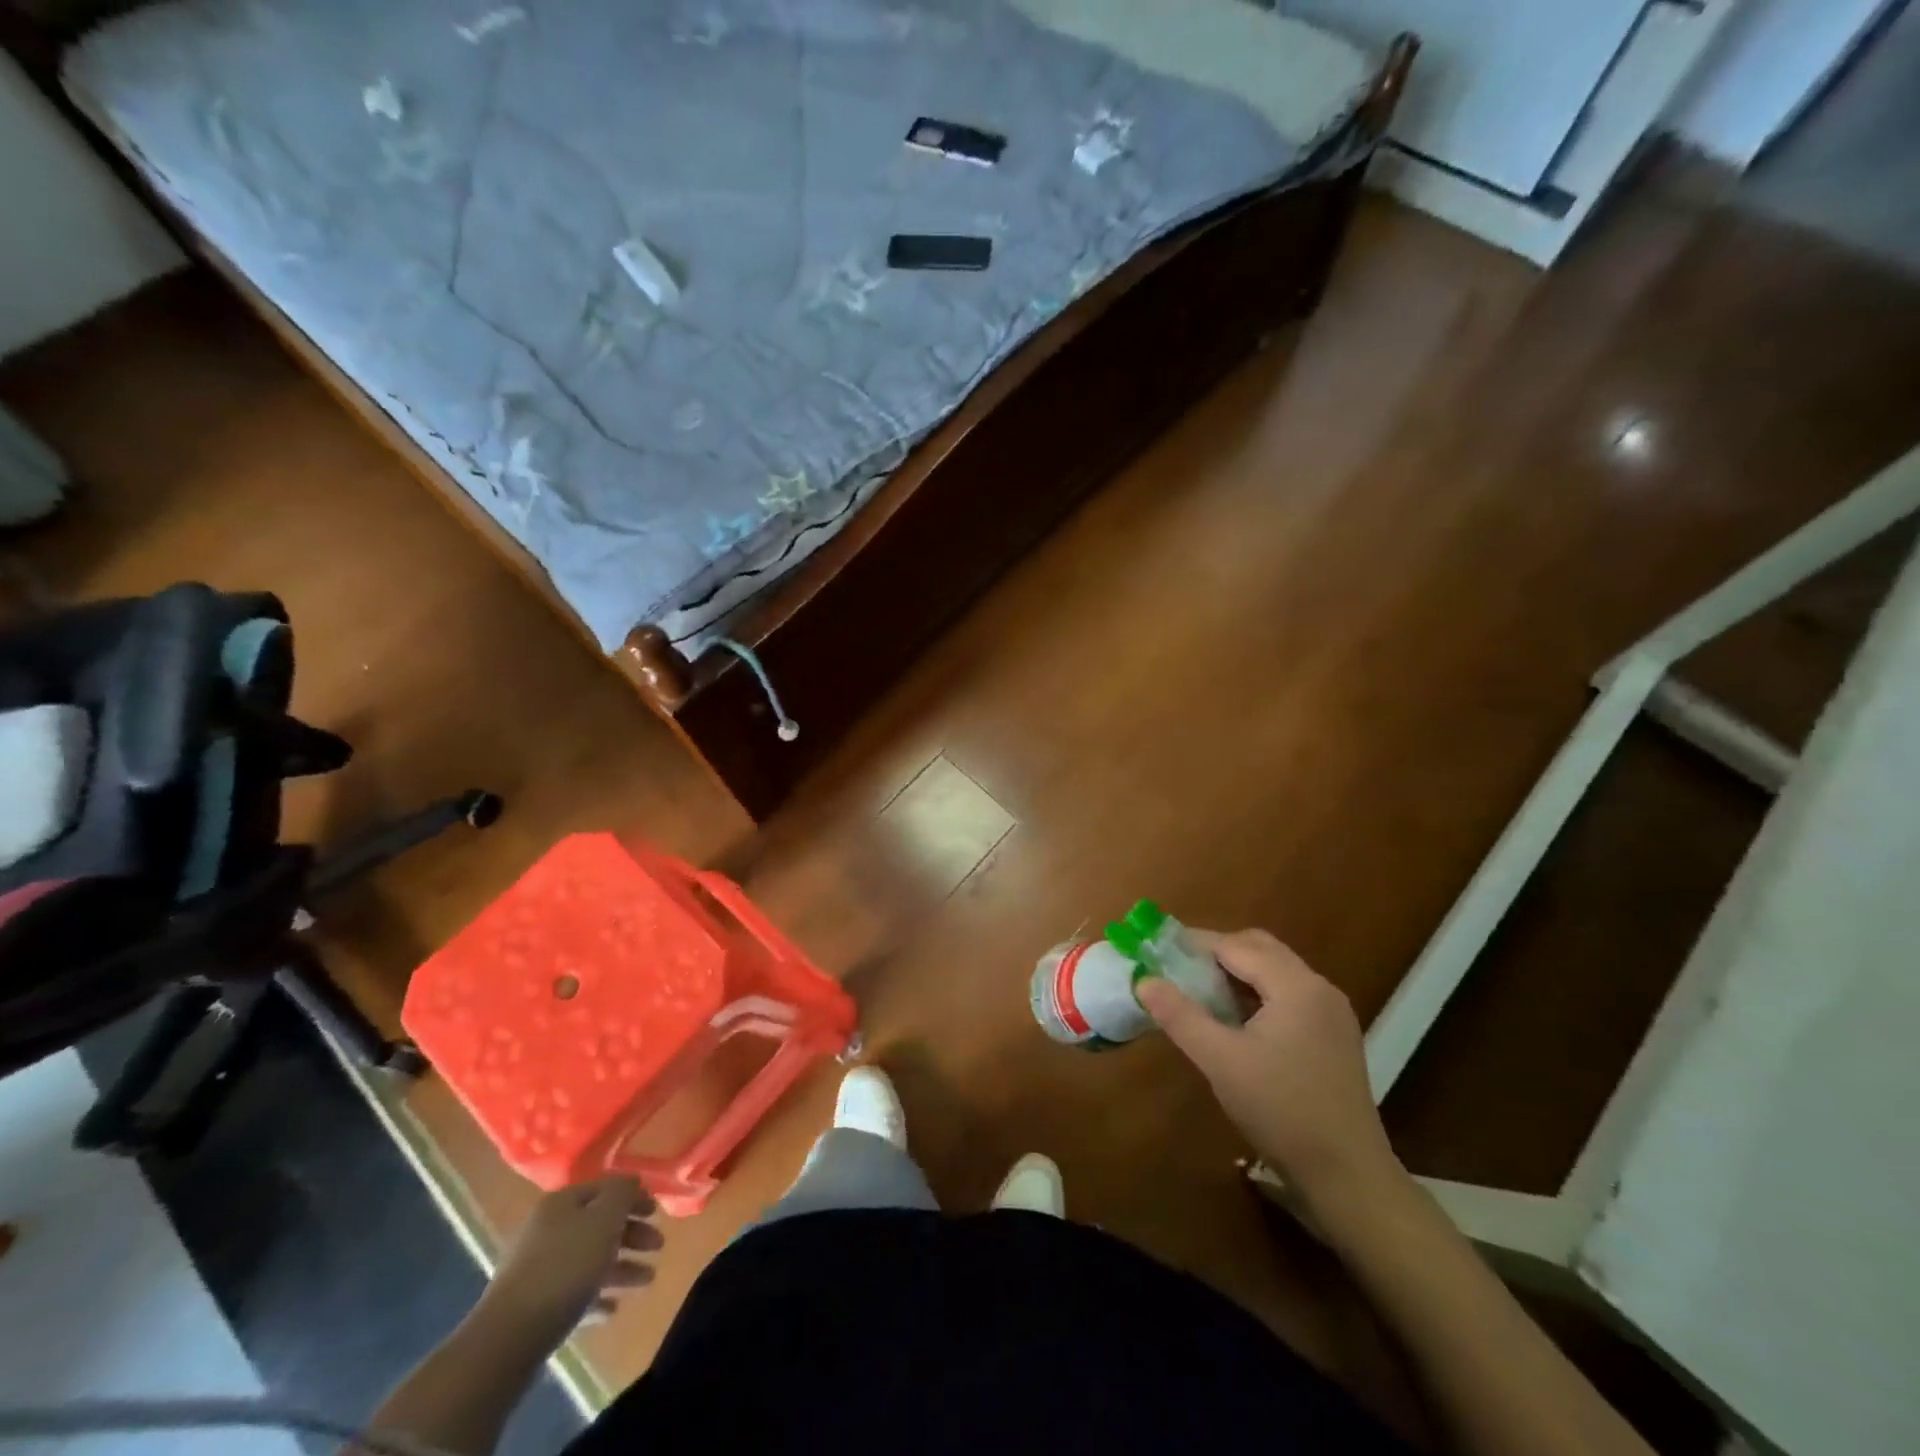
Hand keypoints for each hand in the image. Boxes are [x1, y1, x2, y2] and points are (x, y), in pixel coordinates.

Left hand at [486, 1176, 662, 1343]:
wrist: (507, 1340)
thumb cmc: (565, 1268)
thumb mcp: (604, 1219)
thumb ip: (623, 1194)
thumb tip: (631, 1183)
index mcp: (561, 1203)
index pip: (606, 1187)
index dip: (634, 1196)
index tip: (658, 1212)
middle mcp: (548, 1229)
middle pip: (599, 1224)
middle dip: (632, 1234)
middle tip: (658, 1246)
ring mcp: (538, 1269)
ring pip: (590, 1259)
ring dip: (622, 1267)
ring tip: (648, 1281)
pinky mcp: (534, 1306)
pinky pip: (574, 1293)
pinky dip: (597, 1296)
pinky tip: (613, 1309)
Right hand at [1136, 929, 1399, 1210]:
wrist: (1348, 1177)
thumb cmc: (1281, 1111)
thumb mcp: (1221, 1061)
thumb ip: (1180, 1016)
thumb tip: (1144, 980)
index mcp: (1296, 986)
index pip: (1236, 946)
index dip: (1195, 944)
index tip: (1159, 951)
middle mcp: (1319, 988)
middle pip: (1260, 949)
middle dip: (1217, 952)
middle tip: (1178, 968)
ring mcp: (1332, 1013)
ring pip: (1276, 972)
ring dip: (1238, 973)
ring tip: (1199, 992)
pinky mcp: (1334, 1037)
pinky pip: (1289, 996)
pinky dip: (1257, 994)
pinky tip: (1234, 1020)